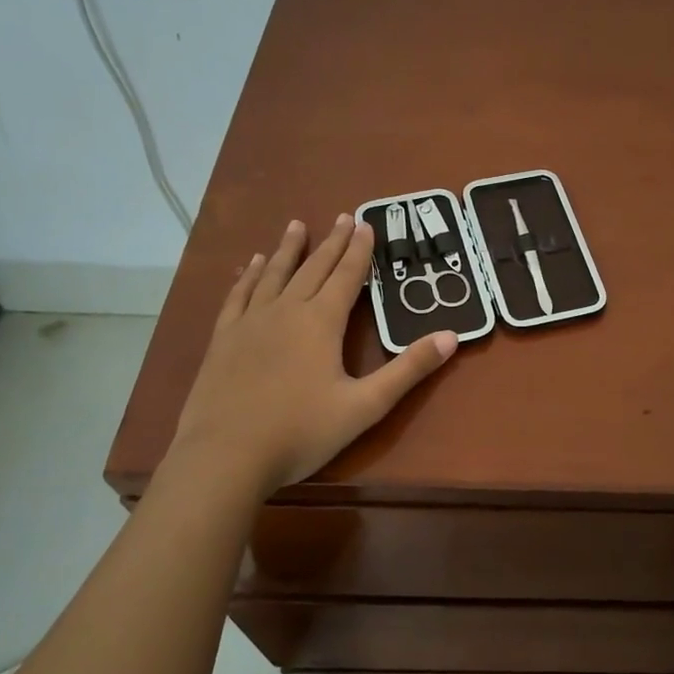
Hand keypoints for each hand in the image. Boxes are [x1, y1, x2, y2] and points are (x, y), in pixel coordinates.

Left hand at [164, 215, 456, 498]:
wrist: (225, 456)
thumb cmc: (301, 431)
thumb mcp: (365, 405)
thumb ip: (408, 370)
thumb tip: (451, 336)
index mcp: (321, 322)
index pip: (346, 276)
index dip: (359, 250)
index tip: (366, 223)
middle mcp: (286, 311)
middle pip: (313, 268)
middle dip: (331, 243)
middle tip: (342, 217)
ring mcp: (250, 323)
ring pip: (273, 275)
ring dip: (287, 249)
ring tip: (296, 225)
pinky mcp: (223, 339)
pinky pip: (238, 296)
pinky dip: (247, 276)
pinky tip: (250, 266)